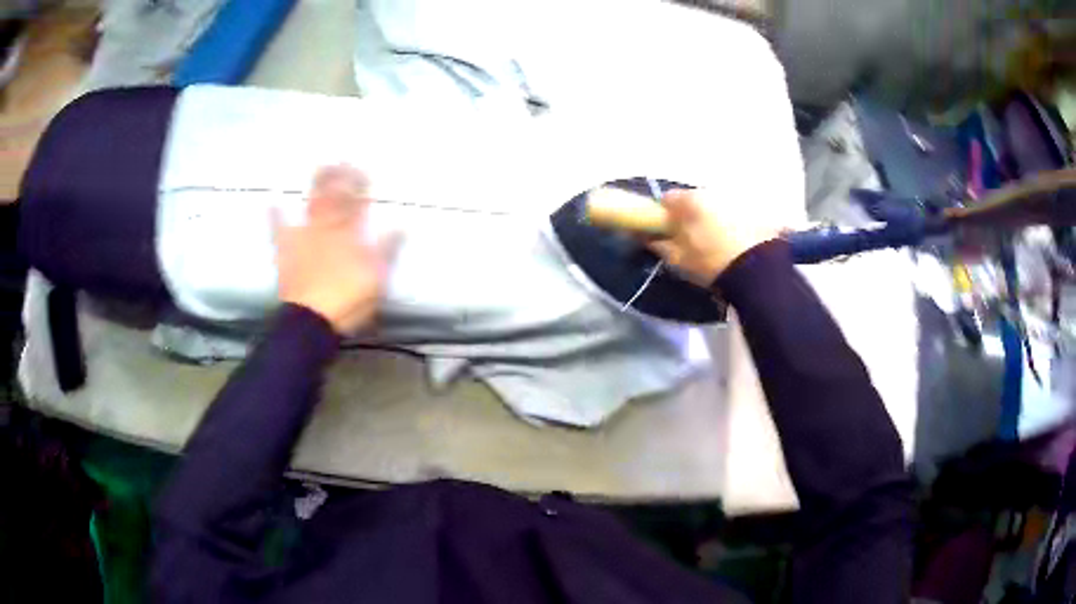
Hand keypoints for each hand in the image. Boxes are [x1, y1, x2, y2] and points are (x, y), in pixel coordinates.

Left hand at [273, 165, 396, 334]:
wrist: (311, 320)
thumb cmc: (348, 299)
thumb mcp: (376, 277)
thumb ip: (386, 249)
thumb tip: (401, 225)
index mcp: (350, 234)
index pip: (357, 203)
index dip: (360, 185)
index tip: (364, 169)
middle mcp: (328, 228)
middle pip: (334, 197)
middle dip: (339, 177)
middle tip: (341, 158)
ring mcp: (305, 238)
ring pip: (311, 205)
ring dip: (315, 186)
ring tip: (319, 166)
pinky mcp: (287, 252)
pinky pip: (279, 230)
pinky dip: (275, 216)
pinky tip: (272, 202)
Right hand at [648, 189, 778, 285]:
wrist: (758, 271)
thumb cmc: (711, 264)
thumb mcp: (678, 260)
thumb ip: (658, 244)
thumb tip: (644, 235)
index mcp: (689, 201)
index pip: (666, 199)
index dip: (663, 215)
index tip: (665, 232)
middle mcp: (711, 191)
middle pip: (694, 200)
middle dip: (691, 215)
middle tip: (693, 239)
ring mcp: (736, 198)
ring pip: (717, 205)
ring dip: (714, 217)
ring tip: (718, 242)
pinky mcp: (756, 209)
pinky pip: (738, 213)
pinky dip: (735, 223)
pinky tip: (738, 242)